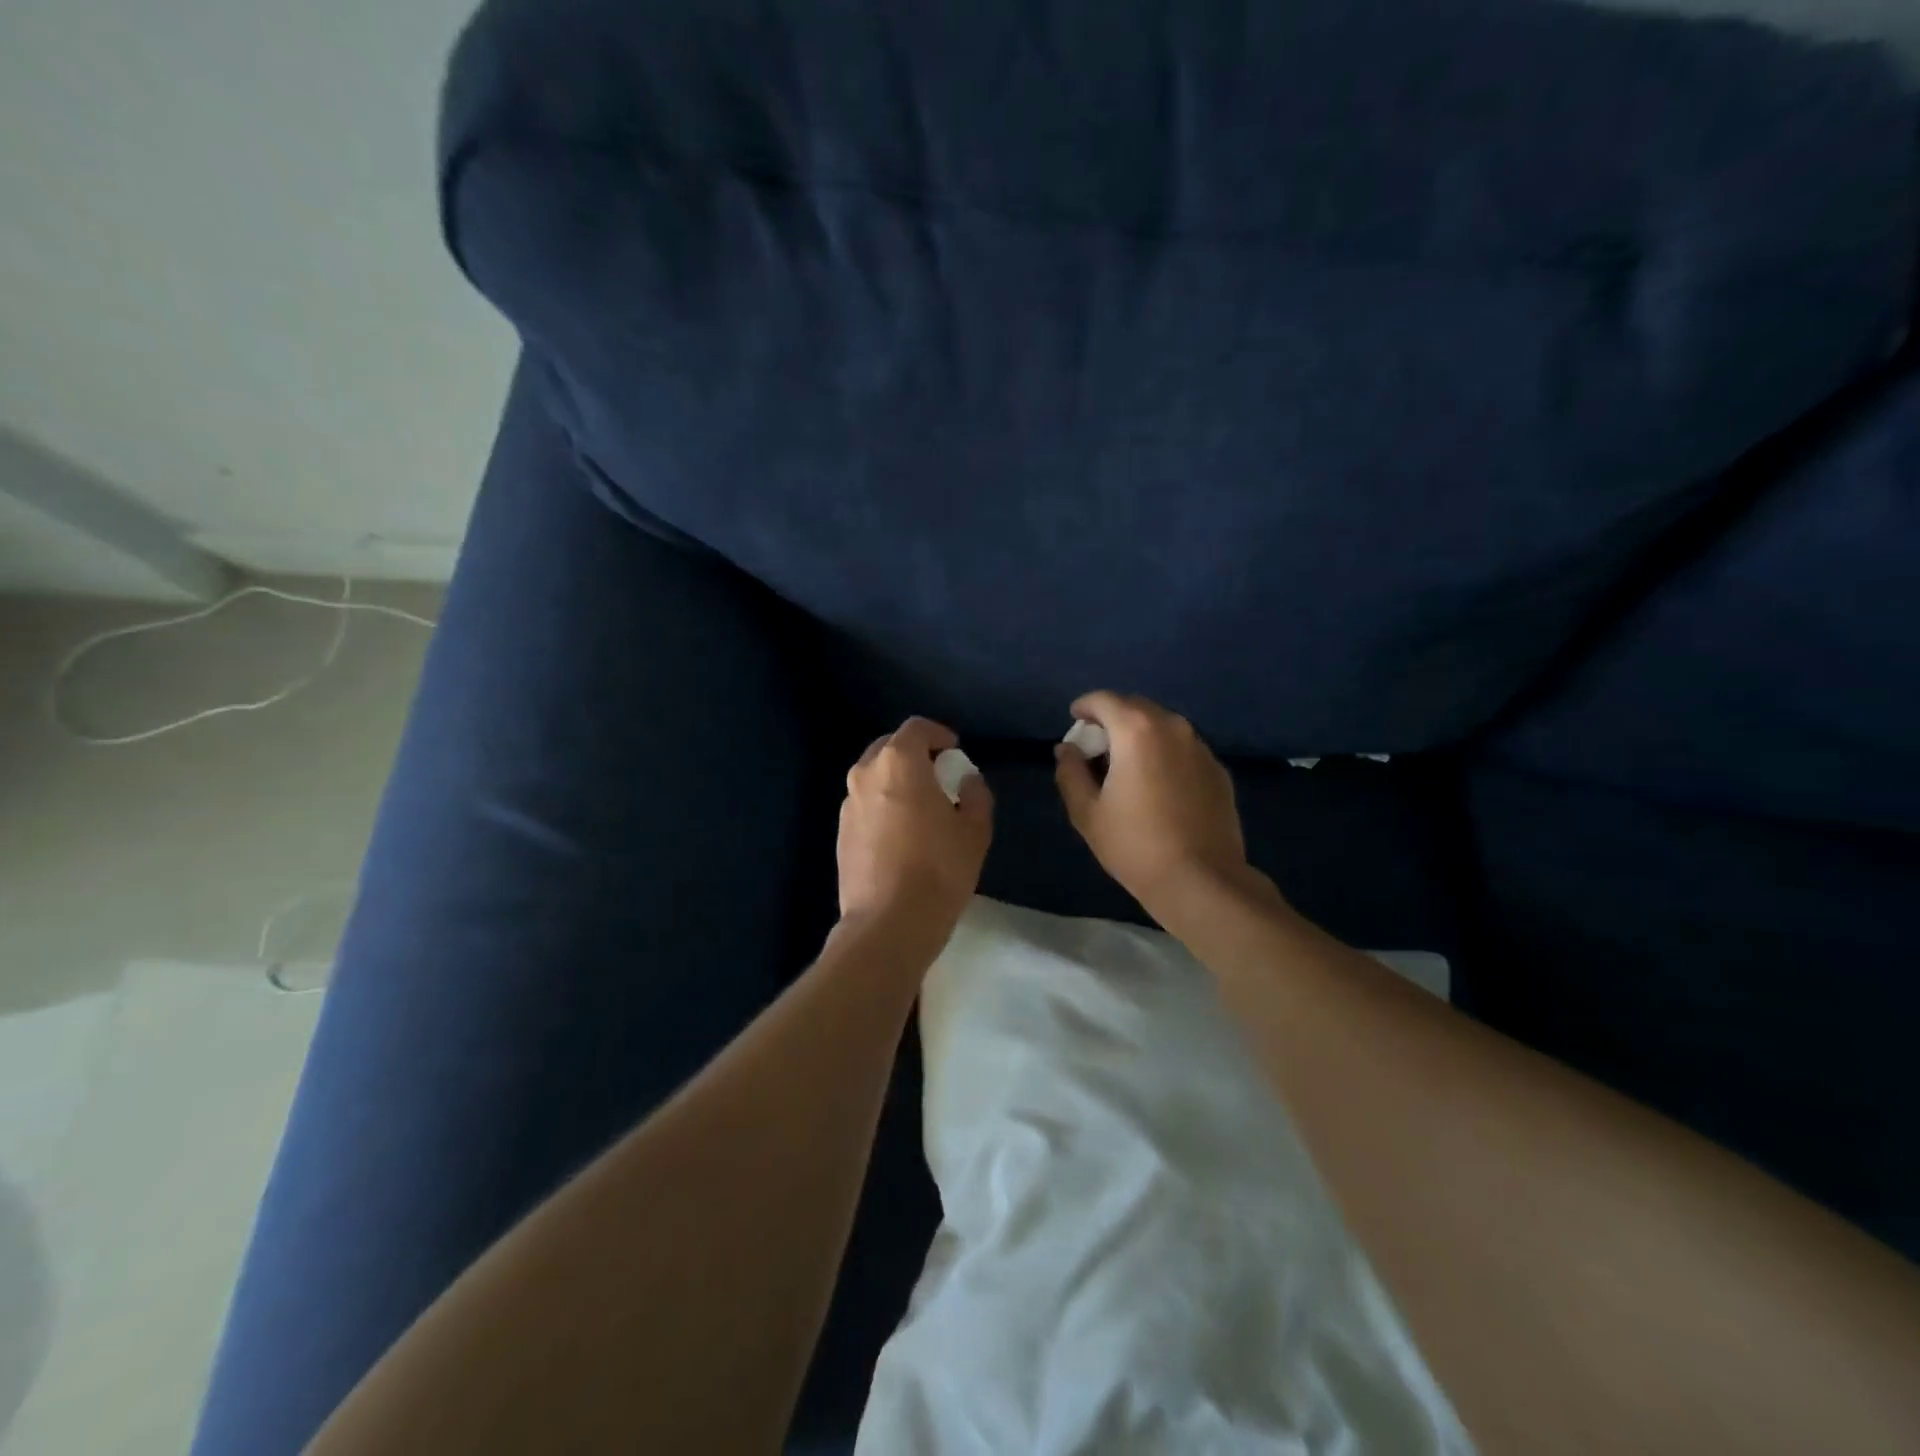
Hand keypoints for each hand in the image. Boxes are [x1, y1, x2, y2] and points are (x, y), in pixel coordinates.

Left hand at [838, 717, 992, 943]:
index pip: (917, 728)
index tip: (954, 752)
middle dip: (915, 755)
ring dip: (897, 782)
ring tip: (921, 808)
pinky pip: (865, 805)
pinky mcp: (840, 833)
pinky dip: (883, 806)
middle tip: (939, 777)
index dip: (939, 735)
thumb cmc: (939, 870)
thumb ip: (975, 795)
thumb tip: (967, 781)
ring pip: (874, 777)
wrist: (888, 923)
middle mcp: (865, 774)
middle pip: (890, 748)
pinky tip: (901, 836)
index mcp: (898, 763)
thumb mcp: (975, 831)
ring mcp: (848, 804)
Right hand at [1055, 691, 1253, 914]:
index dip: (1085, 706)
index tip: (1074, 720)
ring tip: (1127, 765)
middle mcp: (1173, 727)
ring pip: (1163, 726)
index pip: (1104, 700)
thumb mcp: (1087, 812)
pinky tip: (1158, 785)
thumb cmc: (1134, 845)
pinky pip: (1184, 749)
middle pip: (1136, 707)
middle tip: (1097, 746)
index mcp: (1136, 730)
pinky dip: (1165, 754)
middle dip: (1113, 718)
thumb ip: (1070, 772)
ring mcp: (1201, 748)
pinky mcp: (1218, 770)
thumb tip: (1067, 749)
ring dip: (1141, 735)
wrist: (1201, 880)